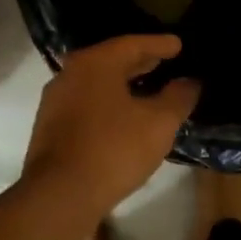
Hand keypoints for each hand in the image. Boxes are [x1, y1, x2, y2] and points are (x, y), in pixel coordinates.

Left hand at [23, 35, 199, 218]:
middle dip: (140, 62)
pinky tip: (124, 118)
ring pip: (97, 84)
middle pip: (111, 61)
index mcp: (95, 64)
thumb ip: (178, 98)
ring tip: (148, 90)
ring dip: (123, 84)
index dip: (159, 44)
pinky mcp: (51, 127)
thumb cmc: (114, 149)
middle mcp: (70, 74)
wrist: (61, 194)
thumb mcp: (159, 123)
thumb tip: (189, 82)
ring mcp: (56, 101)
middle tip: (164, 62)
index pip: (132, 44)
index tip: (179, 45)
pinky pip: (87, 104)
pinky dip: (108, 103)